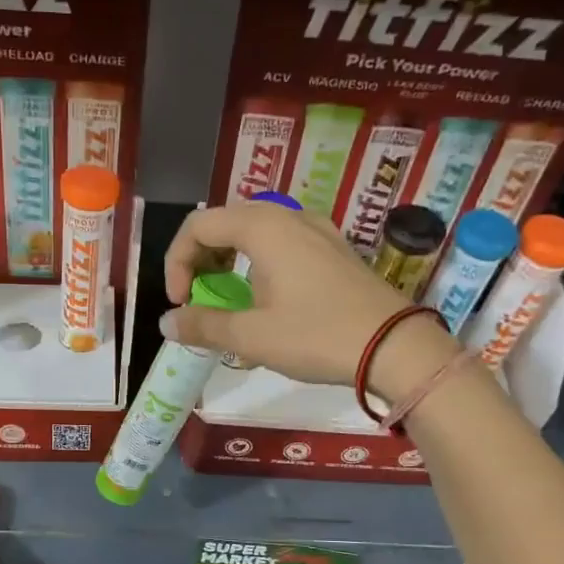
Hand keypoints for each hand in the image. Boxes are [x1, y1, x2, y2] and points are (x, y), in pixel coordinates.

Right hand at [161, 201, 456, 395]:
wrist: (396, 347)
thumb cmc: (317, 337)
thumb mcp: (251, 336)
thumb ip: (203, 325)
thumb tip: (167, 322)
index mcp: (263, 227)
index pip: (197, 225)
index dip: (176, 262)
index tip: (180, 303)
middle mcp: (288, 216)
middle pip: (225, 222)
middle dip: (200, 258)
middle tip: (198, 297)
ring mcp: (316, 229)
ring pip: (254, 231)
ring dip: (228, 260)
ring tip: (227, 299)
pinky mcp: (334, 248)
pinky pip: (282, 243)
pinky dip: (258, 263)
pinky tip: (265, 299)